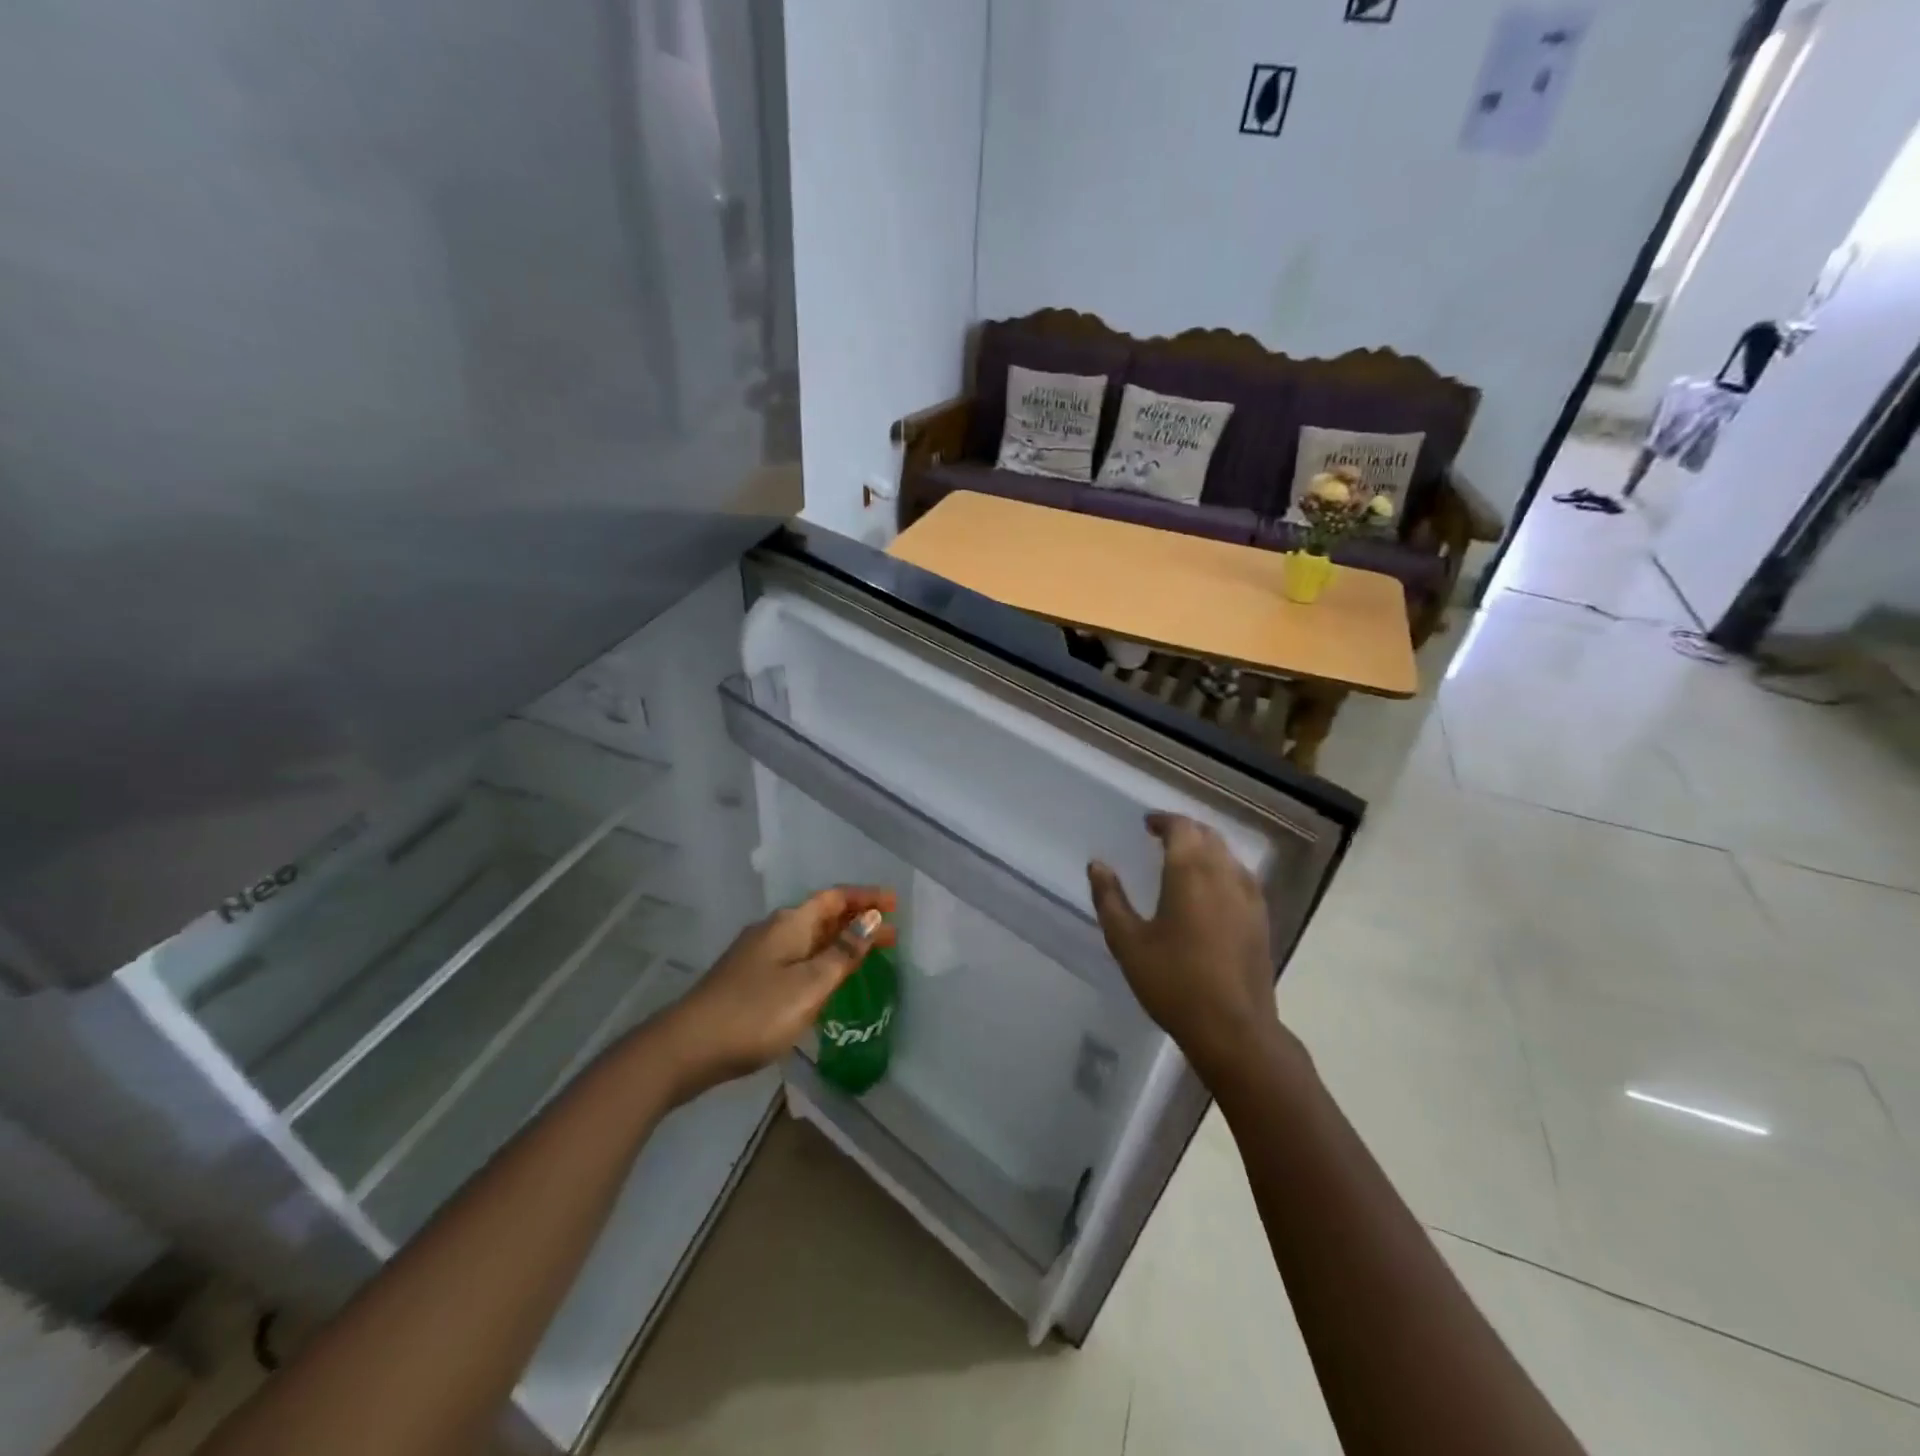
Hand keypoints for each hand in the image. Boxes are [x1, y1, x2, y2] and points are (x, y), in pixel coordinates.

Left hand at [652, 886, 897, 1102]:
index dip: (865, 897)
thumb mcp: (809, 985)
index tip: (895, 903)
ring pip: (810, 939)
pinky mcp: (749, 979)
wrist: (686, 1048)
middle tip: (893, 935)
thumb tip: (871, 920)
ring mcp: (758, 955)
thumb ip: (843, 953)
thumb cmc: (755, 1013)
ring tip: (869, 956)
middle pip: (823, 916)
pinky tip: (827, 981)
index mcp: (790, 923)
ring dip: (841, 943)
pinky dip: (821, 960)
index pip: (835, 898)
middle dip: (858, 922)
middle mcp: (774, 930)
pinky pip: (797, 958)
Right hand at [1088, 814, 1288, 1081]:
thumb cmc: (1173, 982)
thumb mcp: (1127, 942)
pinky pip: (1241, 876)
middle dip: (1184, 830)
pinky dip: (1222, 869)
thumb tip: (1097, 865)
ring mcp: (1249, 896)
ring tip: (1183, 859)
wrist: (1234, 1028)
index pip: (1181, 827)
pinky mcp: (1262, 918)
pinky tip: (1211, 890)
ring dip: (1205, 847)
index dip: (1163, 820)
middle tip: (1161, 838)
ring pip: (1227, 854)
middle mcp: (1224, 874)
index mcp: (1190, 872)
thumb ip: (1110, 899)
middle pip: (1207, 835)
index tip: (1146, 824)